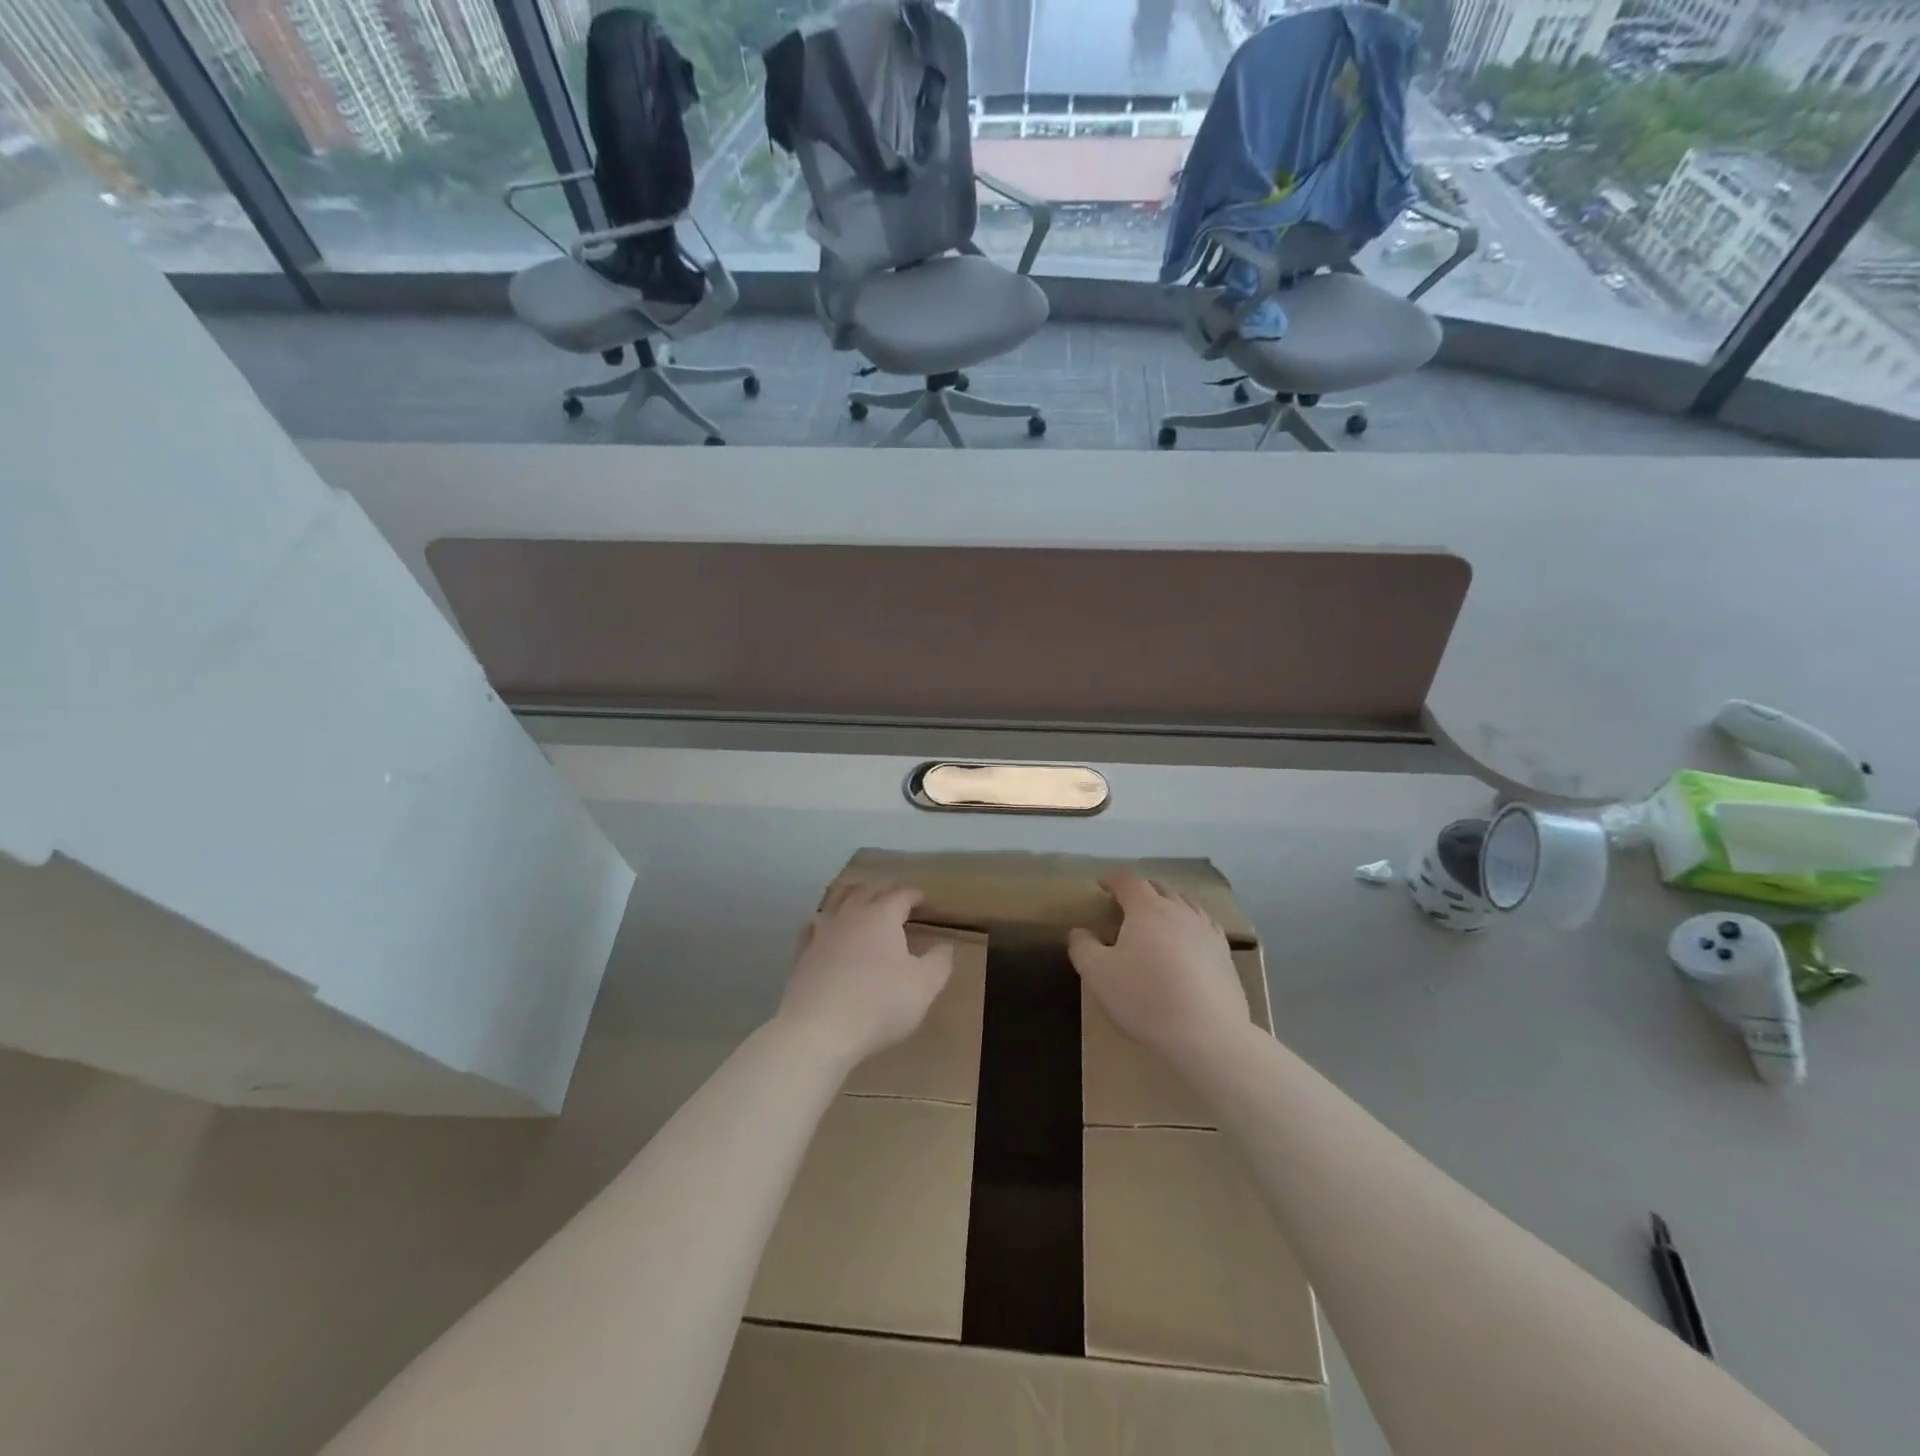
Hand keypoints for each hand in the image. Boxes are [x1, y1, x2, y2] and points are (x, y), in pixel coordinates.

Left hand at [778, 882, 954, 1066]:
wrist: (819, 1029)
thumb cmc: (879, 1003)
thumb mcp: (924, 986)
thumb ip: (939, 962)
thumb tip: (946, 946)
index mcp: (882, 916)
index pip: (901, 895)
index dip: (914, 895)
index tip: (923, 899)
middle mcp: (850, 915)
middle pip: (867, 890)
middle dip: (883, 889)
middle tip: (894, 895)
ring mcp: (822, 933)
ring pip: (836, 901)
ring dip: (850, 896)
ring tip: (858, 898)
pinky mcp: (803, 954)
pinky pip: (812, 927)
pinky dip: (822, 922)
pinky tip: (821, 927)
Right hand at [1068, 871, 1250, 1067]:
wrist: (1207, 1034)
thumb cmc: (1146, 998)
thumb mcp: (1098, 974)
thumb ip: (1083, 947)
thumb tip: (1080, 932)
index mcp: (1148, 909)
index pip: (1128, 881)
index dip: (1113, 879)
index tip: (1102, 885)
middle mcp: (1180, 911)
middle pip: (1160, 888)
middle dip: (1141, 890)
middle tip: (1127, 903)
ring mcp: (1207, 931)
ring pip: (1186, 904)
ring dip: (1169, 905)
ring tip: (1159, 918)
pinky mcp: (1225, 955)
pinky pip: (1205, 927)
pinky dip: (1191, 925)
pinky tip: (1189, 942)